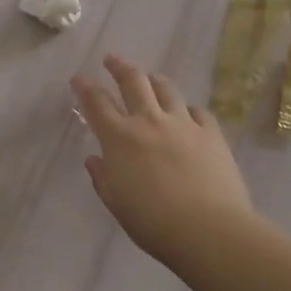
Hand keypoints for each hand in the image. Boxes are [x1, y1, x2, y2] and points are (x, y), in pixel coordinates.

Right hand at [71, 53, 254, 263]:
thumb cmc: (154, 223)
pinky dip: (188, 108)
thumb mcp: (118, 204)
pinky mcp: (212, 133)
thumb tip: (94, 159)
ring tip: (150, 78)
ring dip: (154, 80)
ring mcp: (183, 123)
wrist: (210, 230)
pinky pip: (198, 110)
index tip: (79, 78)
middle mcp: (149, 121)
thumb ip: (103, 178)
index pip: (97, 103)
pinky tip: (188, 113)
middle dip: (119, 67)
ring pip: (166, 88)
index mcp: (120, 138)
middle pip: (133, 81)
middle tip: (111, 60)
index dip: (85, 87)